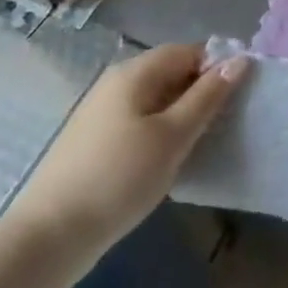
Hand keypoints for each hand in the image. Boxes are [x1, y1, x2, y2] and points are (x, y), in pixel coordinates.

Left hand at [9, 44, 248, 269]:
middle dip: (197, 92)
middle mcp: (115, 82)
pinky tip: (162, 160)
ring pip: (153, 99)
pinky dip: (157, 131)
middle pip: (169, 72)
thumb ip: (207, 97)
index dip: (214, 67)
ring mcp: (99, 111)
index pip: (187, 51)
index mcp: (135, 73)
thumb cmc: (119, 178)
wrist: (49, 236)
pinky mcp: (91, 140)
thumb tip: (238, 61)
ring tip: (196, 144)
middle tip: (219, 124)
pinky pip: (137, 120)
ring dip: (178, 114)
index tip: (235, 98)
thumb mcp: (173, 136)